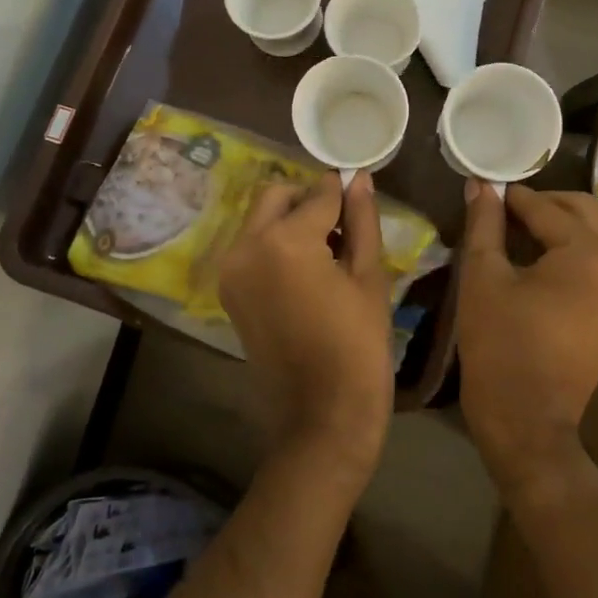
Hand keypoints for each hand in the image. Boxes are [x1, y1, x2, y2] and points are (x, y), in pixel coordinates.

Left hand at [220, 172, 394, 478]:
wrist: (321, 418)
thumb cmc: (358, 348)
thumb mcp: (368, 278)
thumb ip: (361, 221)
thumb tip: (359, 179)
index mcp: (284, 241)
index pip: (318, 194)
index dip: (344, 190)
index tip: (361, 190)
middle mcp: (246, 247)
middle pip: (277, 196)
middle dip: (309, 199)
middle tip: (343, 225)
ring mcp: (231, 270)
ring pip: (260, 220)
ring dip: (291, 220)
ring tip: (329, 251)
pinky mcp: (229, 292)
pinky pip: (252, 247)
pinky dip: (276, 244)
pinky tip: (308, 270)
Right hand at [456, 183, 597, 491]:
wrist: (528, 418)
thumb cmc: (500, 344)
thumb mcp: (483, 276)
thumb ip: (485, 223)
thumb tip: (481, 184)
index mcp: (591, 253)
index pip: (547, 208)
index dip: (513, 198)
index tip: (488, 191)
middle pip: (586, 210)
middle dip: (546, 203)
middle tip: (507, 209)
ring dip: (571, 220)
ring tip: (530, 228)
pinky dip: (588, 243)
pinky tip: (554, 253)